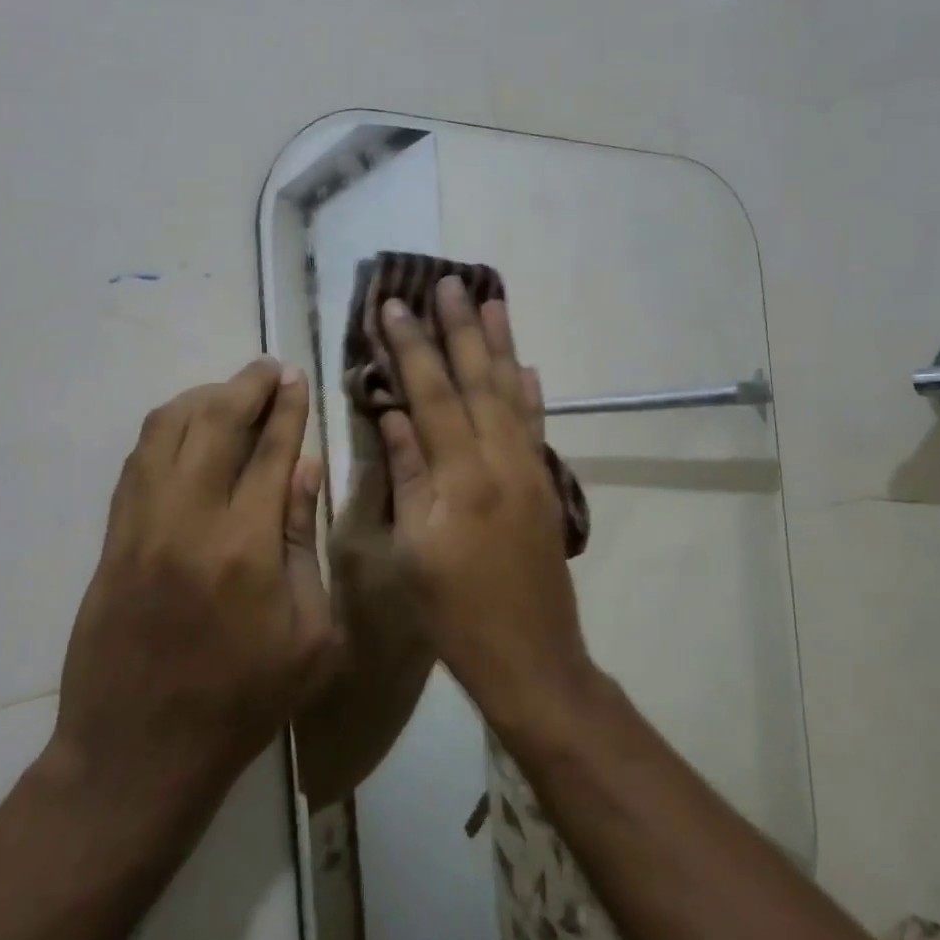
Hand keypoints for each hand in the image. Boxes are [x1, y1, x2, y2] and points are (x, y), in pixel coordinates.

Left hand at [45, 359, 340, 822]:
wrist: (138, 752)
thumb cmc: (244, 701)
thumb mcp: (310, 636)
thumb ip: (307, 544)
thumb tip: (305, 470)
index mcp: (247, 547)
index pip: (270, 451)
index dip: (286, 407)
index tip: (296, 376)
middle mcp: (189, 521)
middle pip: (214, 423)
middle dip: (246, 385)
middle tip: (269, 369)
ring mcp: (141, 527)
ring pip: (165, 431)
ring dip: (201, 399)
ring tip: (230, 393)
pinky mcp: (113, 540)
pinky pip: (137, 462)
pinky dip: (165, 431)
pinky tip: (186, 430)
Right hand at [377, 278, 596, 730]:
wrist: (532, 657)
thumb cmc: (457, 614)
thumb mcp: (414, 550)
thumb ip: (407, 477)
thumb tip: (394, 416)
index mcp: (461, 477)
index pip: (432, 395)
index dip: (413, 348)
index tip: (396, 305)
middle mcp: (501, 461)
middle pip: (478, 380)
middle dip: (461, 329)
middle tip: (450, 282)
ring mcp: (530, 470)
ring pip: (512, 393)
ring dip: (501, 345)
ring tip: (493, 300)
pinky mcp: (545, 485)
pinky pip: (535, 425)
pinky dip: (529, 392)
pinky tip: (526, 366)